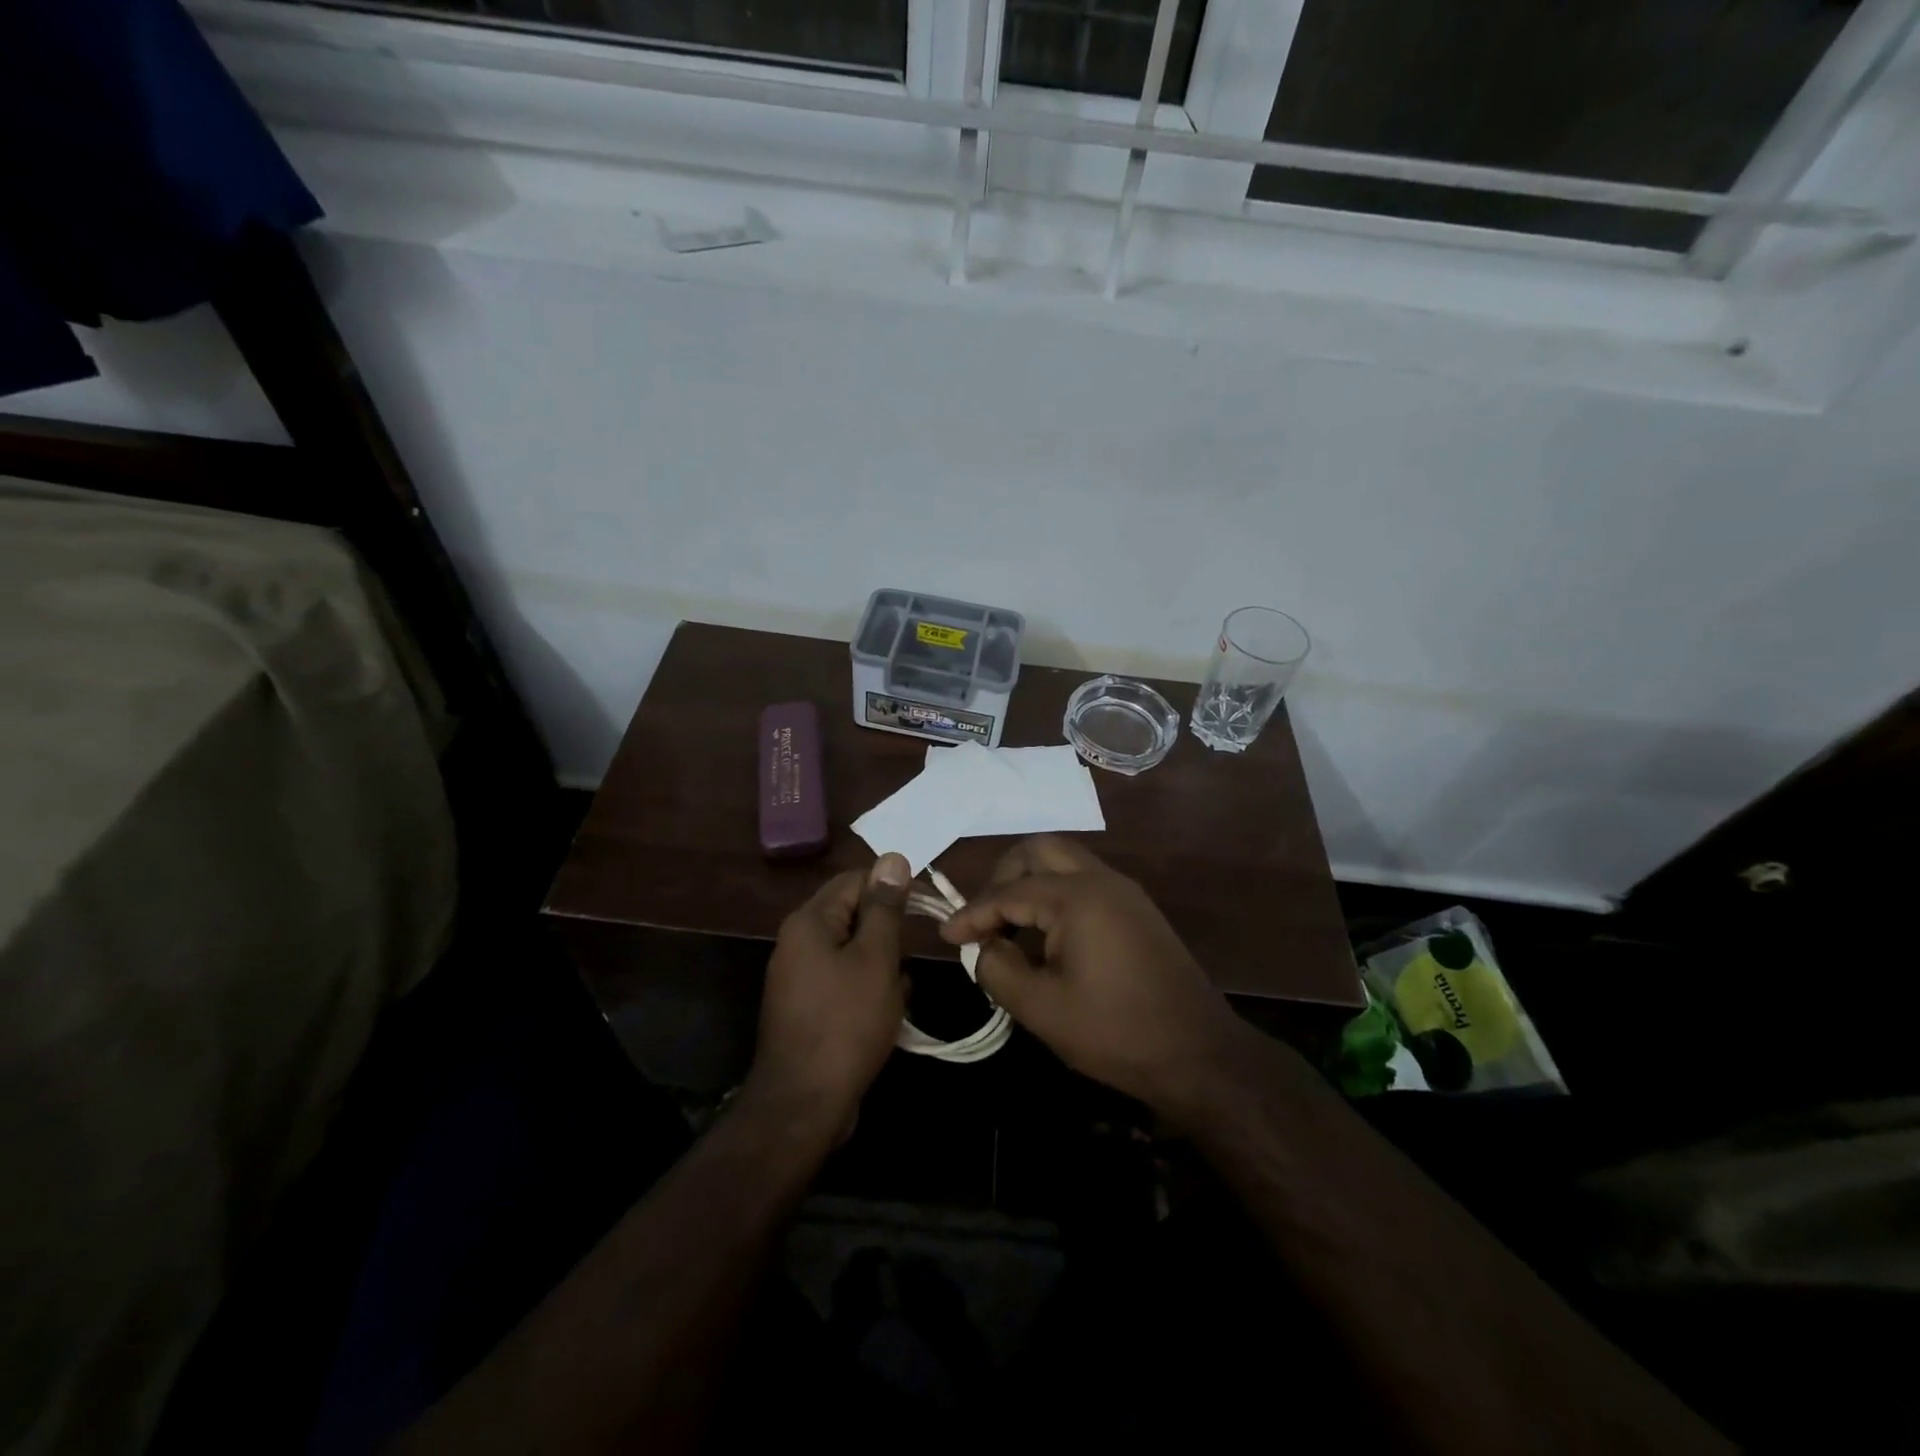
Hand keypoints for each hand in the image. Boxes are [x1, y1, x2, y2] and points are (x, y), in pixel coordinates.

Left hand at [746, 853, 910, 1128]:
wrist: (804, 1104)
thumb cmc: (846, 1023)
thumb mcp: (876, 958)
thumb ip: (884, 907)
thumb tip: (893, 858)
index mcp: (810, 922)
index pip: (855, 880)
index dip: (893, 886)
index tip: (928, 905)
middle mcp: (797, 941)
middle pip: (852, 915)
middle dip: (888, 932)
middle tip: (914, 953)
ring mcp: (799, 976)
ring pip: (852, 950)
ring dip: (882, 963)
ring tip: (901, 990)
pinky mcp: (806, 1007)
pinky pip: (844, 980)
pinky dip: (868, 988)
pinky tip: (889, 1011)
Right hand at [939, 837, 1276, 1122]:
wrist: (1199, 1055)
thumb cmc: (1115, 1032)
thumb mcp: (1041, 1008)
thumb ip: (998, 969)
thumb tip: (984, 947)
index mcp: (1077, 897)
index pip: (1009, 892)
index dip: (972, 913)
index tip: (947, 935)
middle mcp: (1102, 880)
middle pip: (1039, 850)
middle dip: (1003, 877)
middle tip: (984, 917)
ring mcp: (1124, 892)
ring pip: (1064, 862)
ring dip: (1030, 883)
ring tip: (1009, 927)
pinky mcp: (1137, 910)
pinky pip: (1084, 882)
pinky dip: (1055, 895)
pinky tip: (1046, 935)